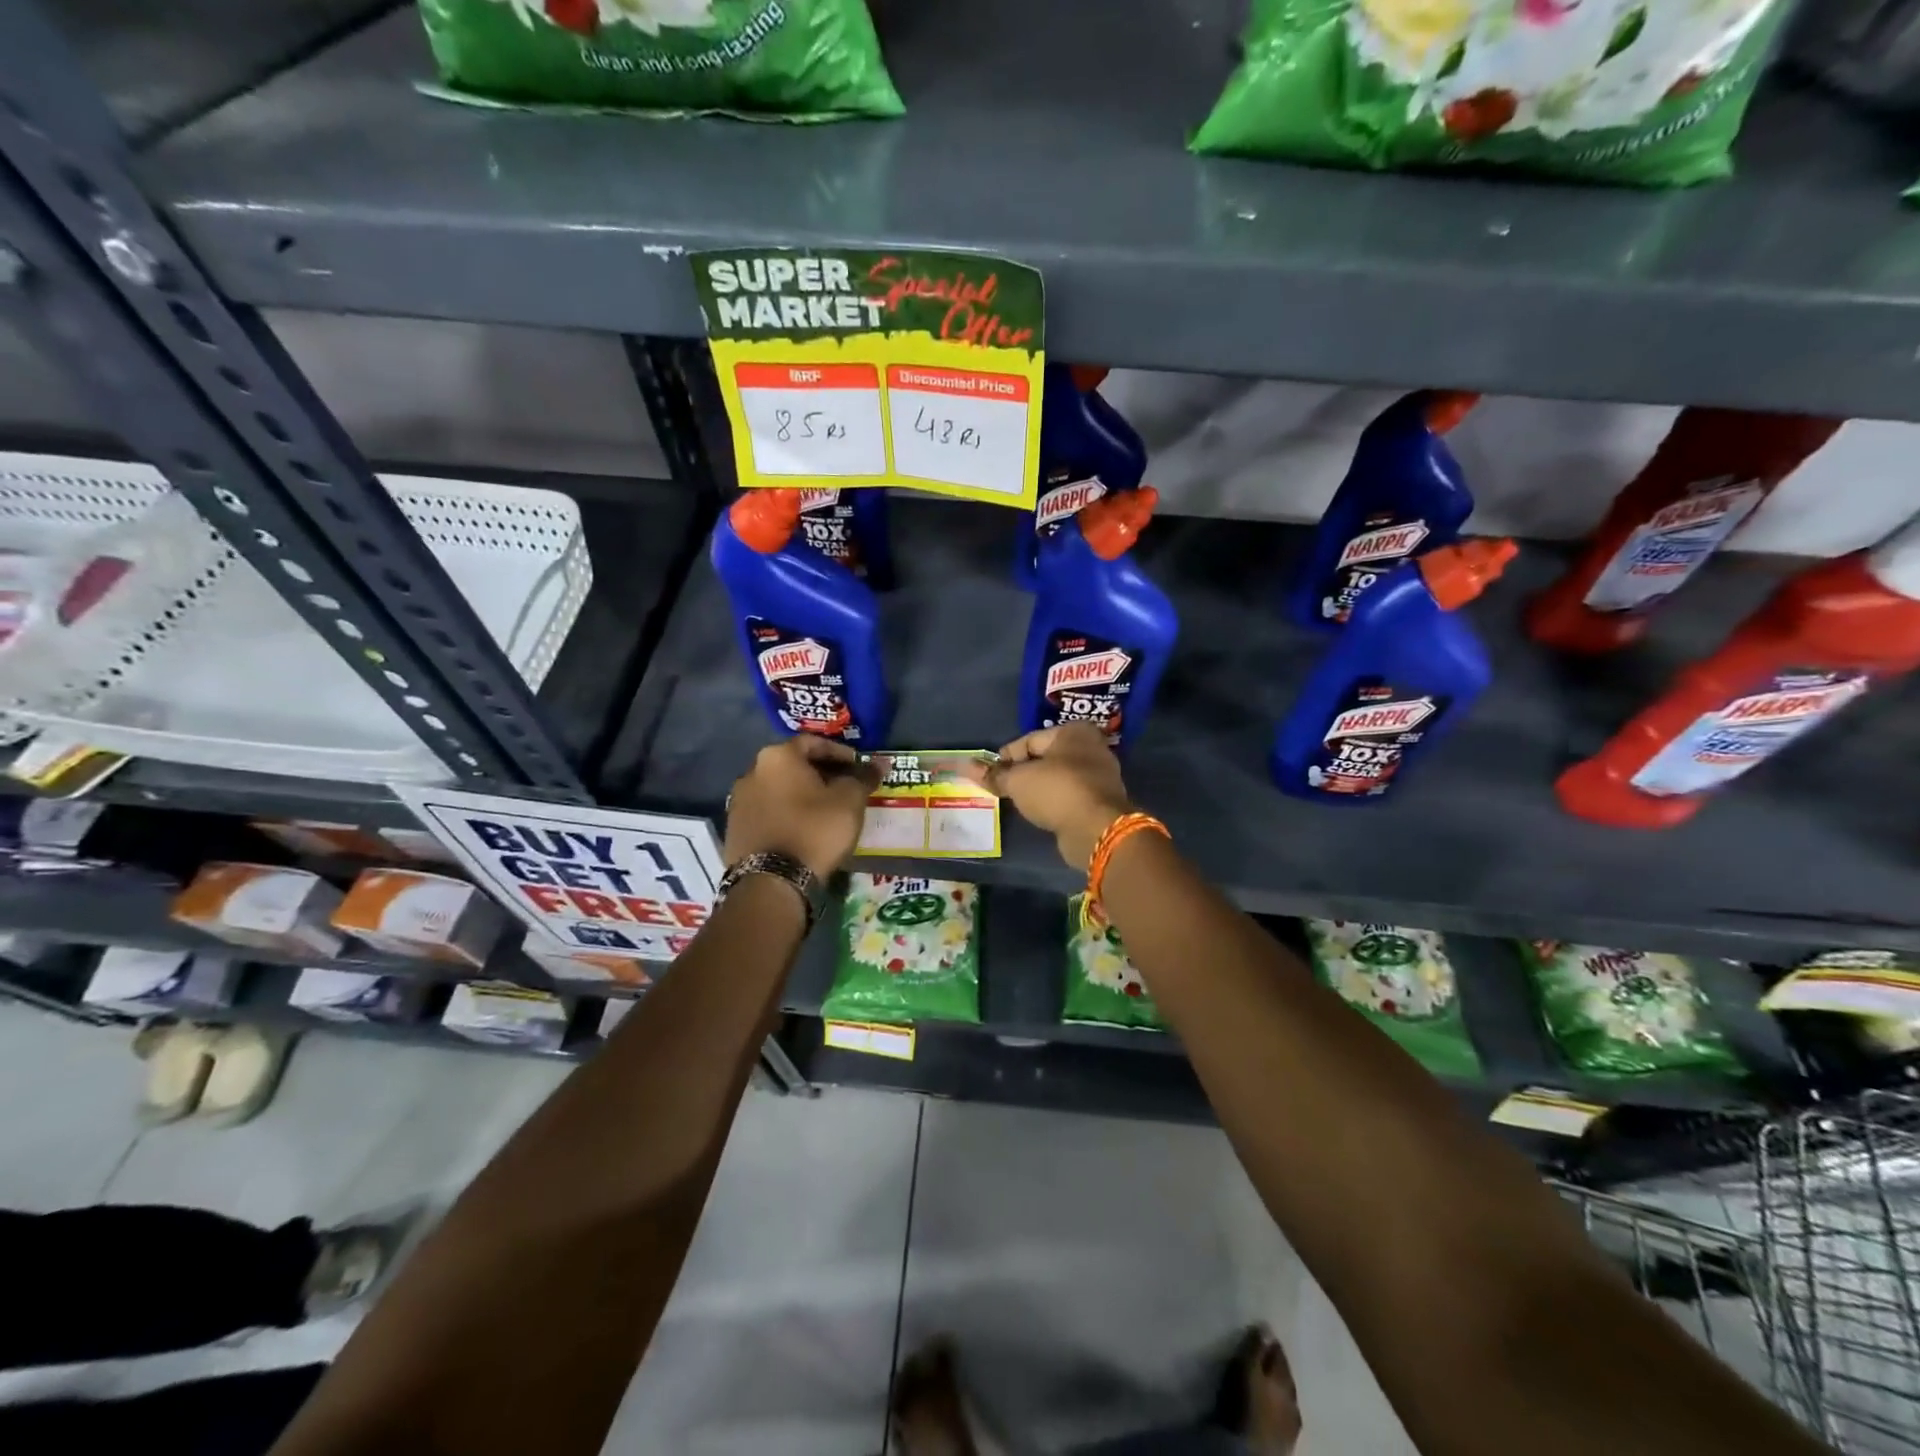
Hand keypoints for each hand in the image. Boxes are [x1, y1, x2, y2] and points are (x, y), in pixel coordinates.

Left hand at [725, 736, 880, 878]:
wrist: (771, 881)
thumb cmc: (814, 830)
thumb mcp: (849, 801)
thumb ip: (863, 777)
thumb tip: (879, 764)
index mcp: (778, 757)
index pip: (813, 742)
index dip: (840, 753)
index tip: (858, 767)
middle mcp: (752, 772)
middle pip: (793, 765)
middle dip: (821, 774)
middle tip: (845, 789)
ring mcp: (739, 801)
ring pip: (779, 789)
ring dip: (802, 795)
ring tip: (826, 812)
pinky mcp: (734, 829)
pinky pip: (768, 812)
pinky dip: (787, 814)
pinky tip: (804, 830)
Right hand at [966, 724, 1133, 869]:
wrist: (1097, 829)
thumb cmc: (1056, 791)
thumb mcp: (1018, 781)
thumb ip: (994, 775)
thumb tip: (965, 766)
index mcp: (1073, 732)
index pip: (1029, 740)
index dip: (1006, 757)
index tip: (990, 773)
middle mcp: (1091, 748)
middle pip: (1046, 758)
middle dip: (1023, 772)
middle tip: (1001, 787)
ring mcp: (1100, 776)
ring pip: (1058, 778)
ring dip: (1039, 788)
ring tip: (1018, 801)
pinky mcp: (1101, 801)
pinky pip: (1069, 796)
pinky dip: (1054, 801)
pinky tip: (1040, 812)